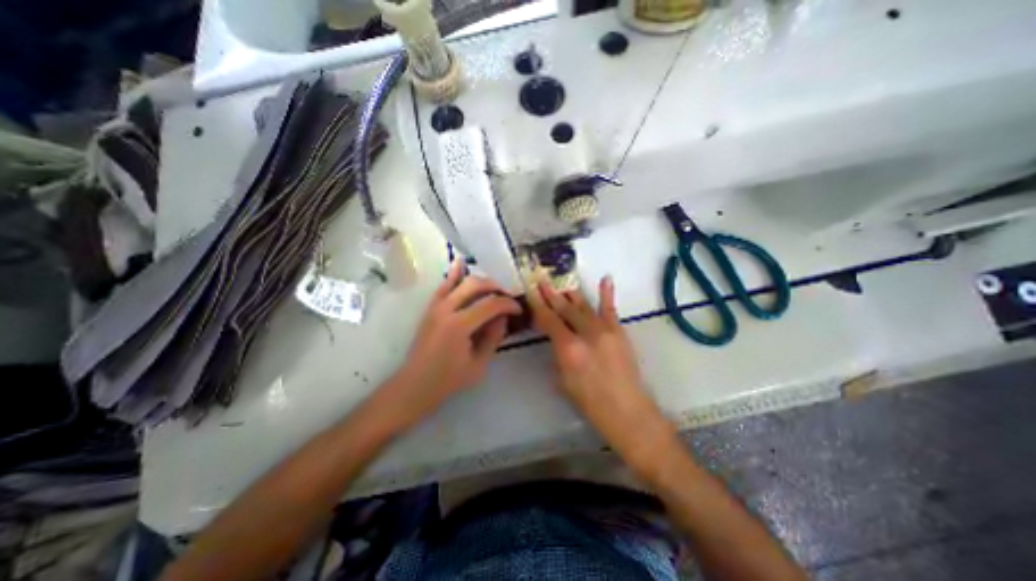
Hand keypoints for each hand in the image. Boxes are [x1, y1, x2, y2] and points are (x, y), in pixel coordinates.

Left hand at [386, 260, 521, 423]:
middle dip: (496, 287)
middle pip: (476, 286)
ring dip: (480, 280)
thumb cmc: (449, 379)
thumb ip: (493, 338)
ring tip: (493, 287)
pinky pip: (443, 286)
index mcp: (459, 326)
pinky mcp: (430, 308)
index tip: (518, 309)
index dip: (508, 304)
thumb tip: (503, 318)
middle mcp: (446, 309)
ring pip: (461, 282)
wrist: (415, 384)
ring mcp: (436, 306)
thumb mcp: (479, 364)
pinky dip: (453, 274)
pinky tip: (460, 262)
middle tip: (507, 297)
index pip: (491, 304)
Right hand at [529, 274, 676, 470]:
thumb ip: (557, 354)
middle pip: (564, 309)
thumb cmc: (589, 402)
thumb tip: (555, 337)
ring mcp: (604, 330)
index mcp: (568, 348)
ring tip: (560, 283)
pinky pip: (610, 309)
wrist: (626, 409)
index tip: (531, 292)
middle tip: (541, 280)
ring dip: (570, 294)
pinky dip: (607, 293)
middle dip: (551, 294)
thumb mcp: (562, 380)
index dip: (538, 305)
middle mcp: (585, 333)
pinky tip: (605, 279)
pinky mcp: (618, 332)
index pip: (548, 320)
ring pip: (583, 306)